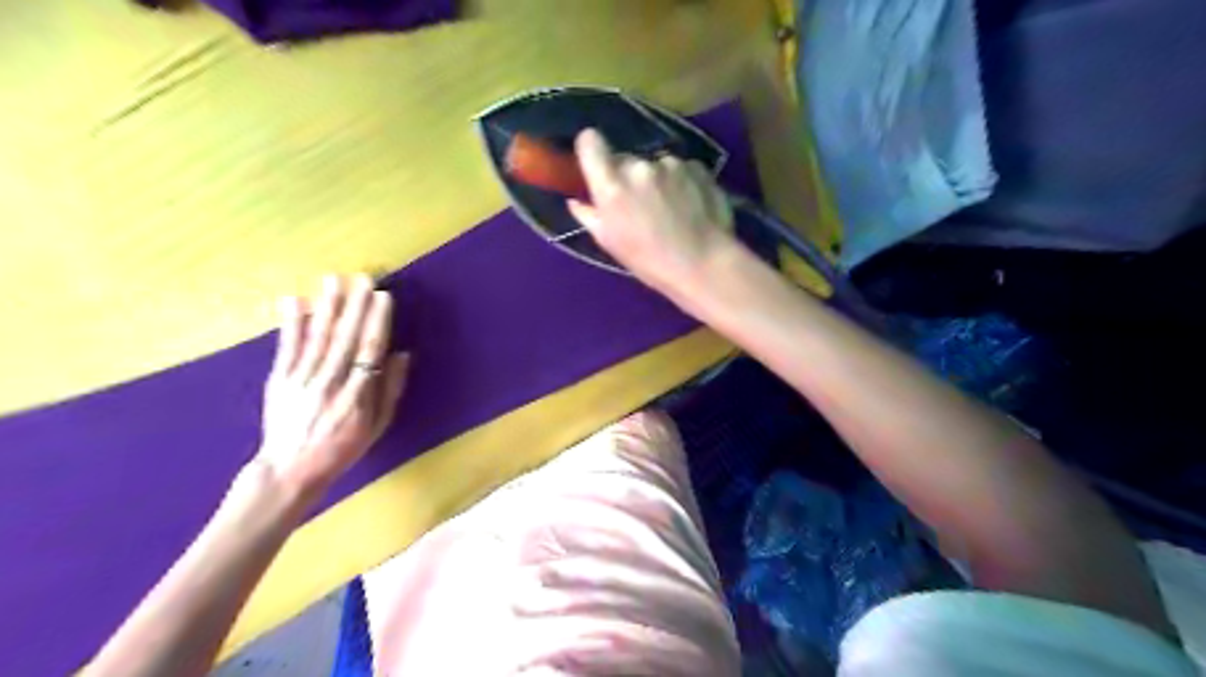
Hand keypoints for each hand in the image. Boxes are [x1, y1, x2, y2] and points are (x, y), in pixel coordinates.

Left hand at [254, 272, 409, 498]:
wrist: (290, 470)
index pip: (370, 351)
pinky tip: (294, 301)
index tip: (383, 297)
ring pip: (318, 338)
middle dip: (355, 306)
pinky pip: (287, 348)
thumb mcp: (378, 426)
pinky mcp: (280, 380)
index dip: (377, 322)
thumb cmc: (342, 448)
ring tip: (332, 280)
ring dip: (327, 307)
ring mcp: (302, 380)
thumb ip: (390, 390)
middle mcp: (330, 383)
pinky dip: (291, 324)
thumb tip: (402, 355)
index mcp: (357, 396)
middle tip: (362, 278)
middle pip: (345, 338)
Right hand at [565, 128, 734, 293]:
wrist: (703, 264)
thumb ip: (589, 215)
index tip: (597, 162)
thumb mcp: (610, 243)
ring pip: (654, 164)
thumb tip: (576, 200)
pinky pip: (680, 168)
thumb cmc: (650, 261)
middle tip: (639, 204)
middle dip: (627, 175)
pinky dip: (680, 181)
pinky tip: (689, 206)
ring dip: (657, 179)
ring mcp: (670, 163)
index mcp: (611, 185)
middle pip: (625, 158)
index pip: (589, 141)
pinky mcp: (697, 166)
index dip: (591, 148)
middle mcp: (639, 166)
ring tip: (669, 209)